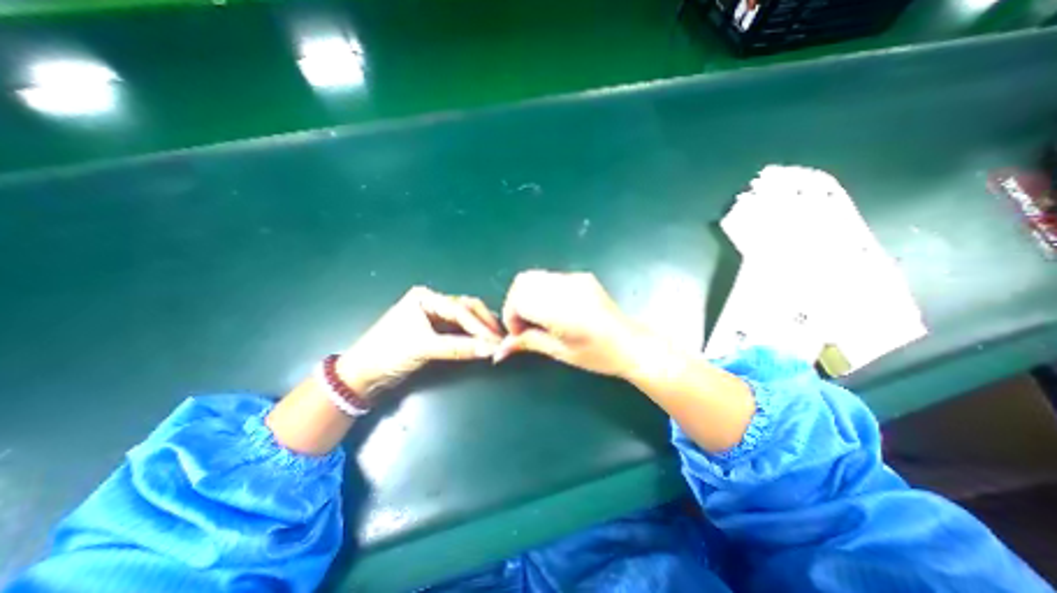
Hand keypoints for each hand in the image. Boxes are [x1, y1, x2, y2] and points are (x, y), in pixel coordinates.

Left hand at [338, 286, 502, 396]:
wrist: (362, 374)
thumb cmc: (388, 353)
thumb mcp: (424, 348)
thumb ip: (459, 348)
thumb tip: (490, 349)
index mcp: (426, 297)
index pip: (460, 309)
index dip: (480, 326)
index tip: (496, 340)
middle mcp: (432, 302)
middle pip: (466, 309)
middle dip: (484, 323)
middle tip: (500, 338)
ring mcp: (434, 316)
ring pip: (465, 319)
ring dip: (480, 329)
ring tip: (496, 340)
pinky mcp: (435, 330)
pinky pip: (459, 330)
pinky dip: (472, 336)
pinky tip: (482, 342)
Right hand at [494, 270, 643, 376]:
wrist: (631, 344)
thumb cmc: (598, 355)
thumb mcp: (561, 352)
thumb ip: (529, 342)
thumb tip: (500, 348)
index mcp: (562, 310)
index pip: (520, 299)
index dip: (511, 316)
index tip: (517, 333)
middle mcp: (567, 287)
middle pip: (523, 281)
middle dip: (515, 302)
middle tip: (523, 324)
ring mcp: (575, 278)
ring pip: (535, 276)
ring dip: (527, 295)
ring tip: (537, 317)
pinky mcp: (581, 277)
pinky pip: (550, 278)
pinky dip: (541, 291)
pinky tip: (552, 309)